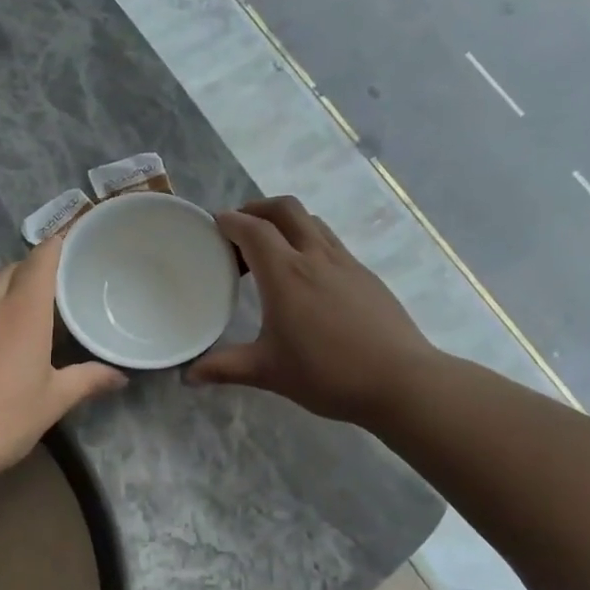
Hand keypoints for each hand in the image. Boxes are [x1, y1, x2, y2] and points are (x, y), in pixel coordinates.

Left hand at [0, 233, 126, 482]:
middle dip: (34, 268)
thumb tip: (121, 378)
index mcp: (23, 311)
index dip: (57, 244)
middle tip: (59, 285)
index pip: (41, 260)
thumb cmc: (3, 419)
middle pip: (13, 270)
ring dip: (9, 290)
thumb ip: (88, 381)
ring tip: (30, 313)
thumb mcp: (53, 402)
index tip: (73, 240)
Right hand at [189, 197, 437, 426]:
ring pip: (312, 222)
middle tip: (240, 228)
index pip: (252, 229)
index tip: (213, 225)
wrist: (400, 381)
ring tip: (271, 249)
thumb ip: (225, 368)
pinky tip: (307, 278)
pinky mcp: (366, 277)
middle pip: (286, 209)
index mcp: (285, 274)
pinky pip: (331, 242)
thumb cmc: (327, 373)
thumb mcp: (268, 372)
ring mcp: (346, 263)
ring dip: (286, 223)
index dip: (230, 221)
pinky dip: (309, 242)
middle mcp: (315, 256)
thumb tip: (189, 376)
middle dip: (258, 208)